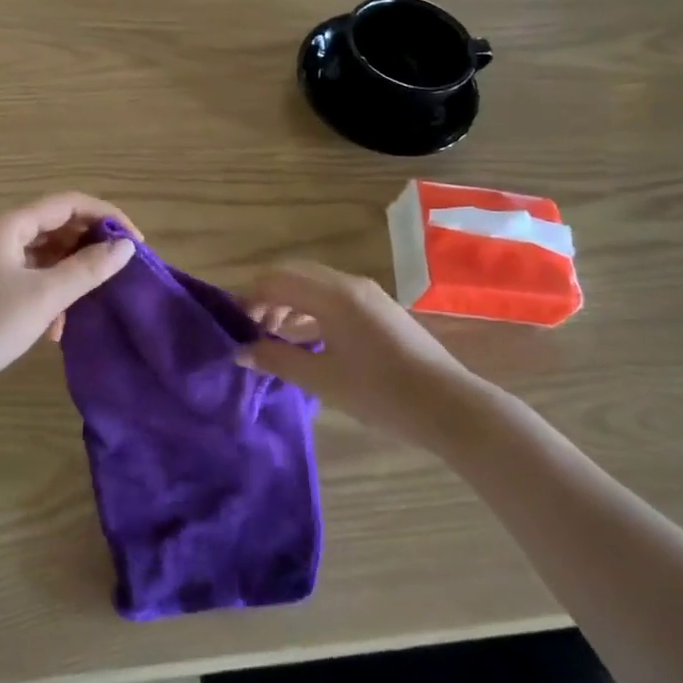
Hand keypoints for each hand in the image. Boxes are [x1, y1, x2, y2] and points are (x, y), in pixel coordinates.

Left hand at [0, 193, 140, 397]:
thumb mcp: (45, 297)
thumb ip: (88, 268)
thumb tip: (125, 247)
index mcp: (4, 224)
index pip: (67, 203)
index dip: (106, 217)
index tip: (135, 242)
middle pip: (52, 225)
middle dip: (87, 246)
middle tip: (117, 270)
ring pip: (38, 253)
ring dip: (66, 273)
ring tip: (88, 302)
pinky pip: (22, 274)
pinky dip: (44, 290)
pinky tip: (55, 325)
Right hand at [239, 262, 480, 446]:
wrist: (448, 406)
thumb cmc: (380, 392)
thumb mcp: (321, 380)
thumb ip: (277, 360)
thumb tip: (241, 352)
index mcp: (332, 295)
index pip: (276, 280)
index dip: (249, 297)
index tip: (233, 323)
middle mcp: (348, 284)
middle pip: (294, 275)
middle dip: (268, 296)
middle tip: (251, 329)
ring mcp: (367, 295)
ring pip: (315, 286)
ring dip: (290, 304)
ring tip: (273, 338)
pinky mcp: (379, 310)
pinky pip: (334, 298)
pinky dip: (311, 311)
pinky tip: (306, 341)